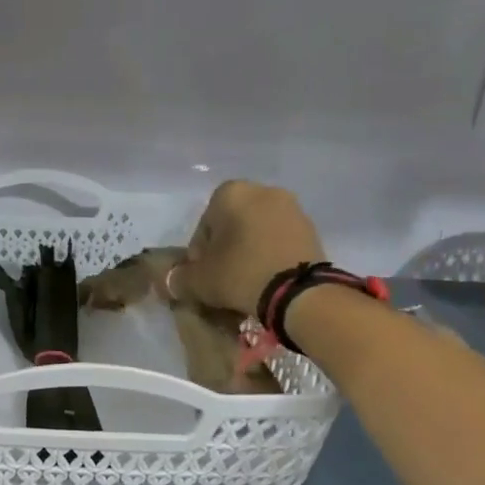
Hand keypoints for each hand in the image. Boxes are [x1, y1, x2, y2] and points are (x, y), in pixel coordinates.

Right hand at [183, 180, 326, 315]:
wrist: (300, 293)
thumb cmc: (240, 274)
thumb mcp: (199, 281)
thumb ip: (178, 278)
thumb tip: (172, 281)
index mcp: (230, 193)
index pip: (204, 226)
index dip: (199, 255)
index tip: (203, 276)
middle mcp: (263, 191)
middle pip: (232, 226)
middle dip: (226, 250)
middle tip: (222, 280)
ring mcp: (292, 208)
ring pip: (257, 233)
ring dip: (248, 253)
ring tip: (246, 283)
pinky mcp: (312, 229)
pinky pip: (279, 241)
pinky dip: (270, 256)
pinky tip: (267, 280)